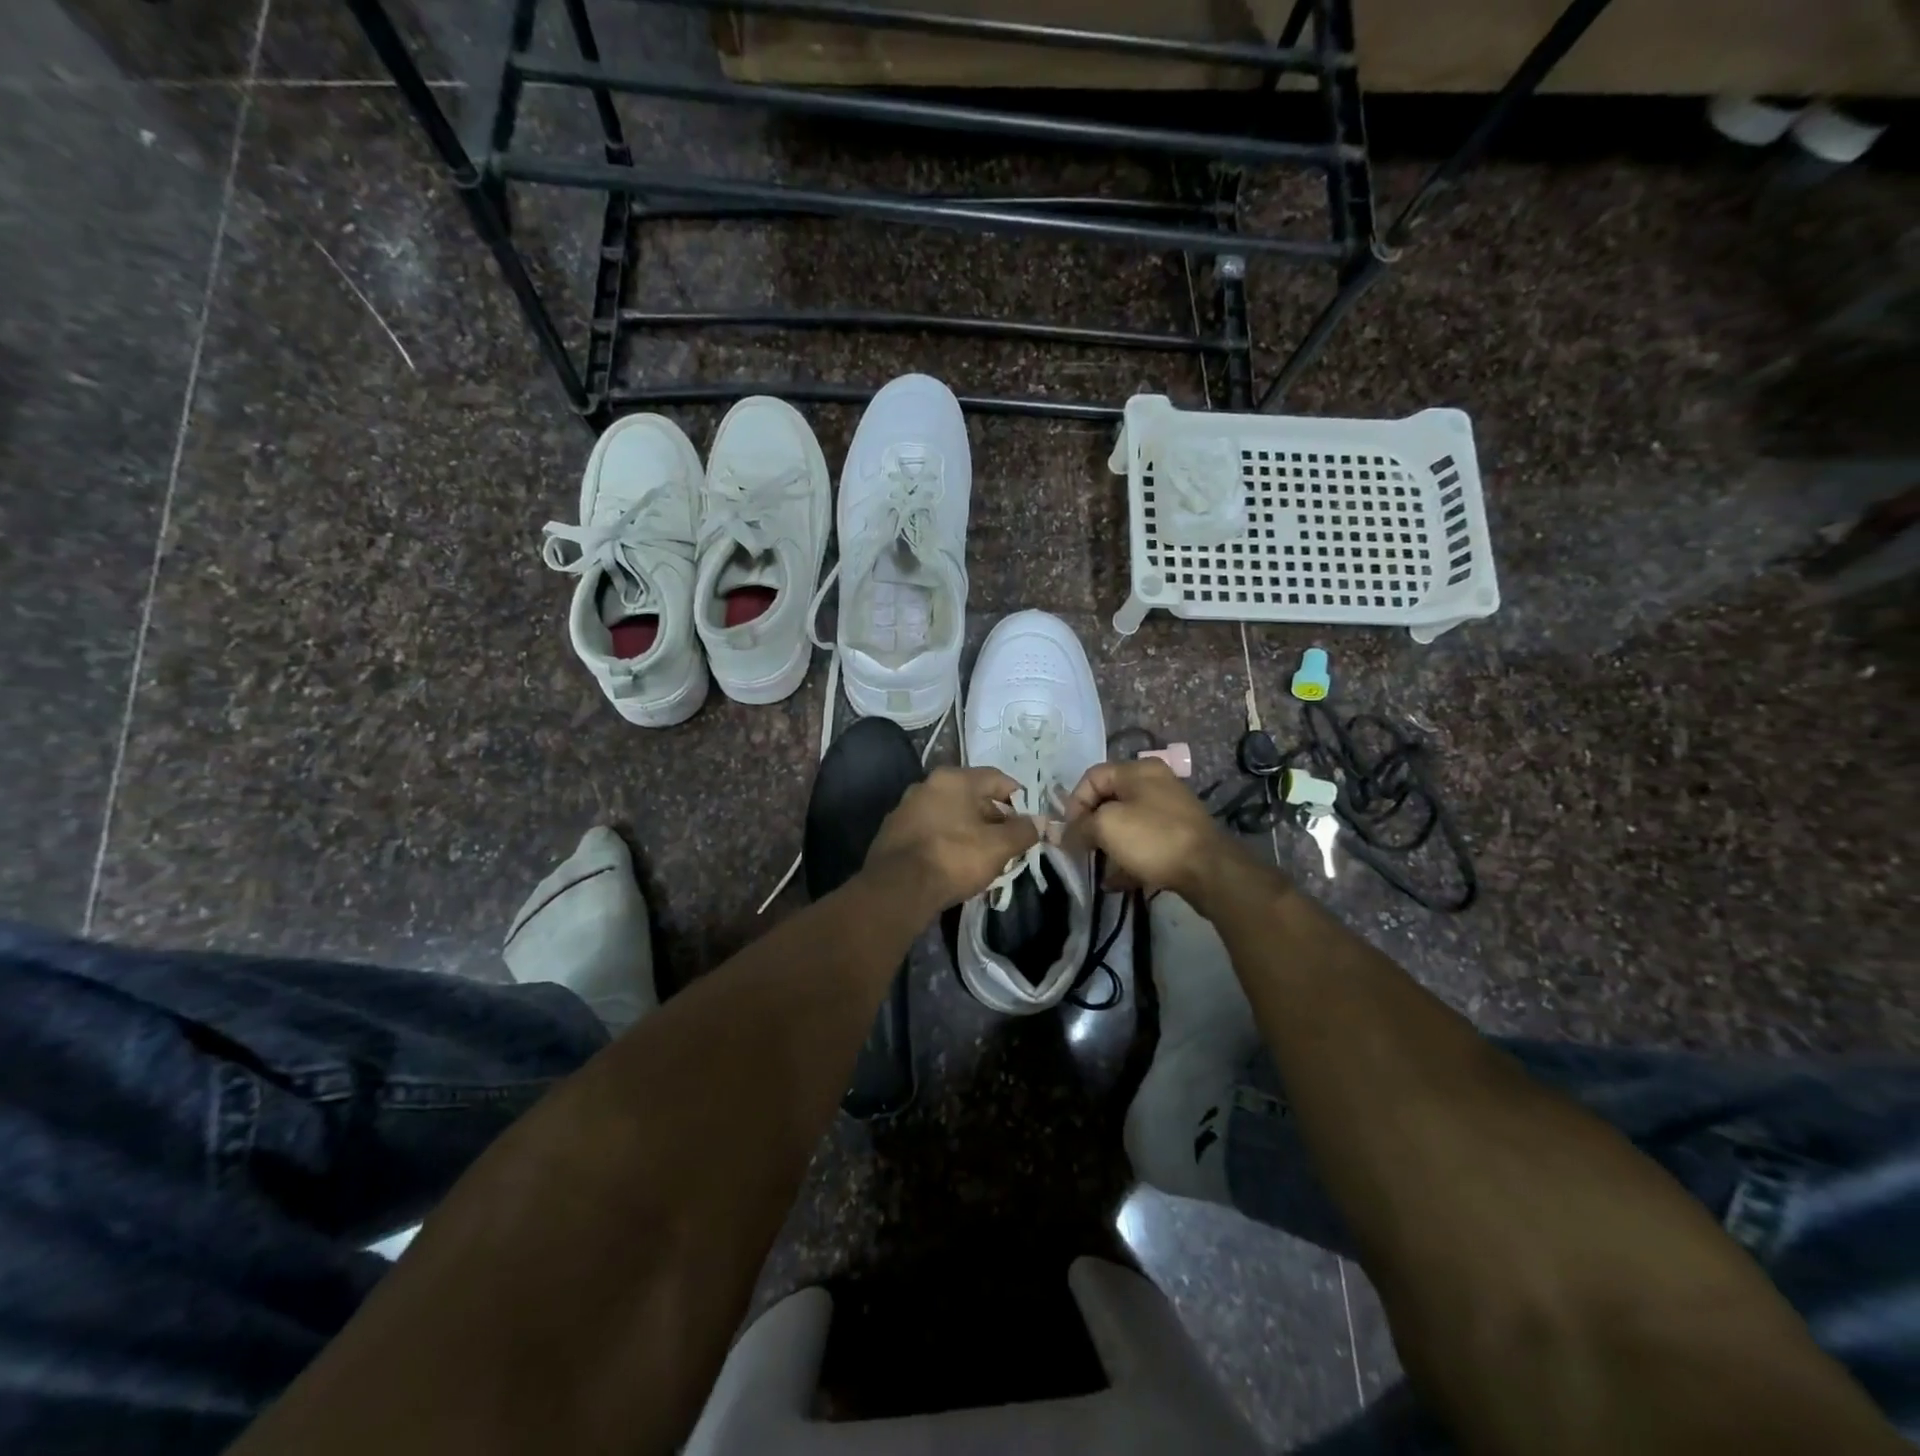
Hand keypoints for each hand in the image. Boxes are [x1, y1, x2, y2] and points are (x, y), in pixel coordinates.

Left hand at [863, 767, 1040, 916]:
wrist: (897, 888)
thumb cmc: (954, 857)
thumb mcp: (999, 846)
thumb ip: (1023, 831)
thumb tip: (1040, 822)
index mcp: (954, 778)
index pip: (997, 778)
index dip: (1019, 797)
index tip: (1029, 819)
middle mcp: (927, 784)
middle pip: (972, 796)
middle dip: (994, 818)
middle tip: (1009, 843)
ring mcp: (906, 808)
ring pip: (949, 814)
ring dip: (969, 830)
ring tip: (983, 857)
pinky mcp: (892, 832)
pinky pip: (930, 830)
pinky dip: (946, 841)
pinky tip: (953, 864)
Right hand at [1064, 758, 1245, 902]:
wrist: (1209, 870)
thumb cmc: (1153, 838)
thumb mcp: (1107, 826)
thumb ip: (1080, 826)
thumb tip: (1064, 833)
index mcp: (1138, 770)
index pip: (1092, 776)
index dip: (1074, 802)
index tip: (1069, 831)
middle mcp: (1155, 783)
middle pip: (1109, 799)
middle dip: (1090, 825)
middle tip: (1081, 848)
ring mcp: (1170, 810)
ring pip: (1127, 823)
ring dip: (1108, 844)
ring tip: (1097, 866)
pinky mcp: (1179, 837)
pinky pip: (1144, 843)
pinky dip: (1127, 858)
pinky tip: (1115, 882)